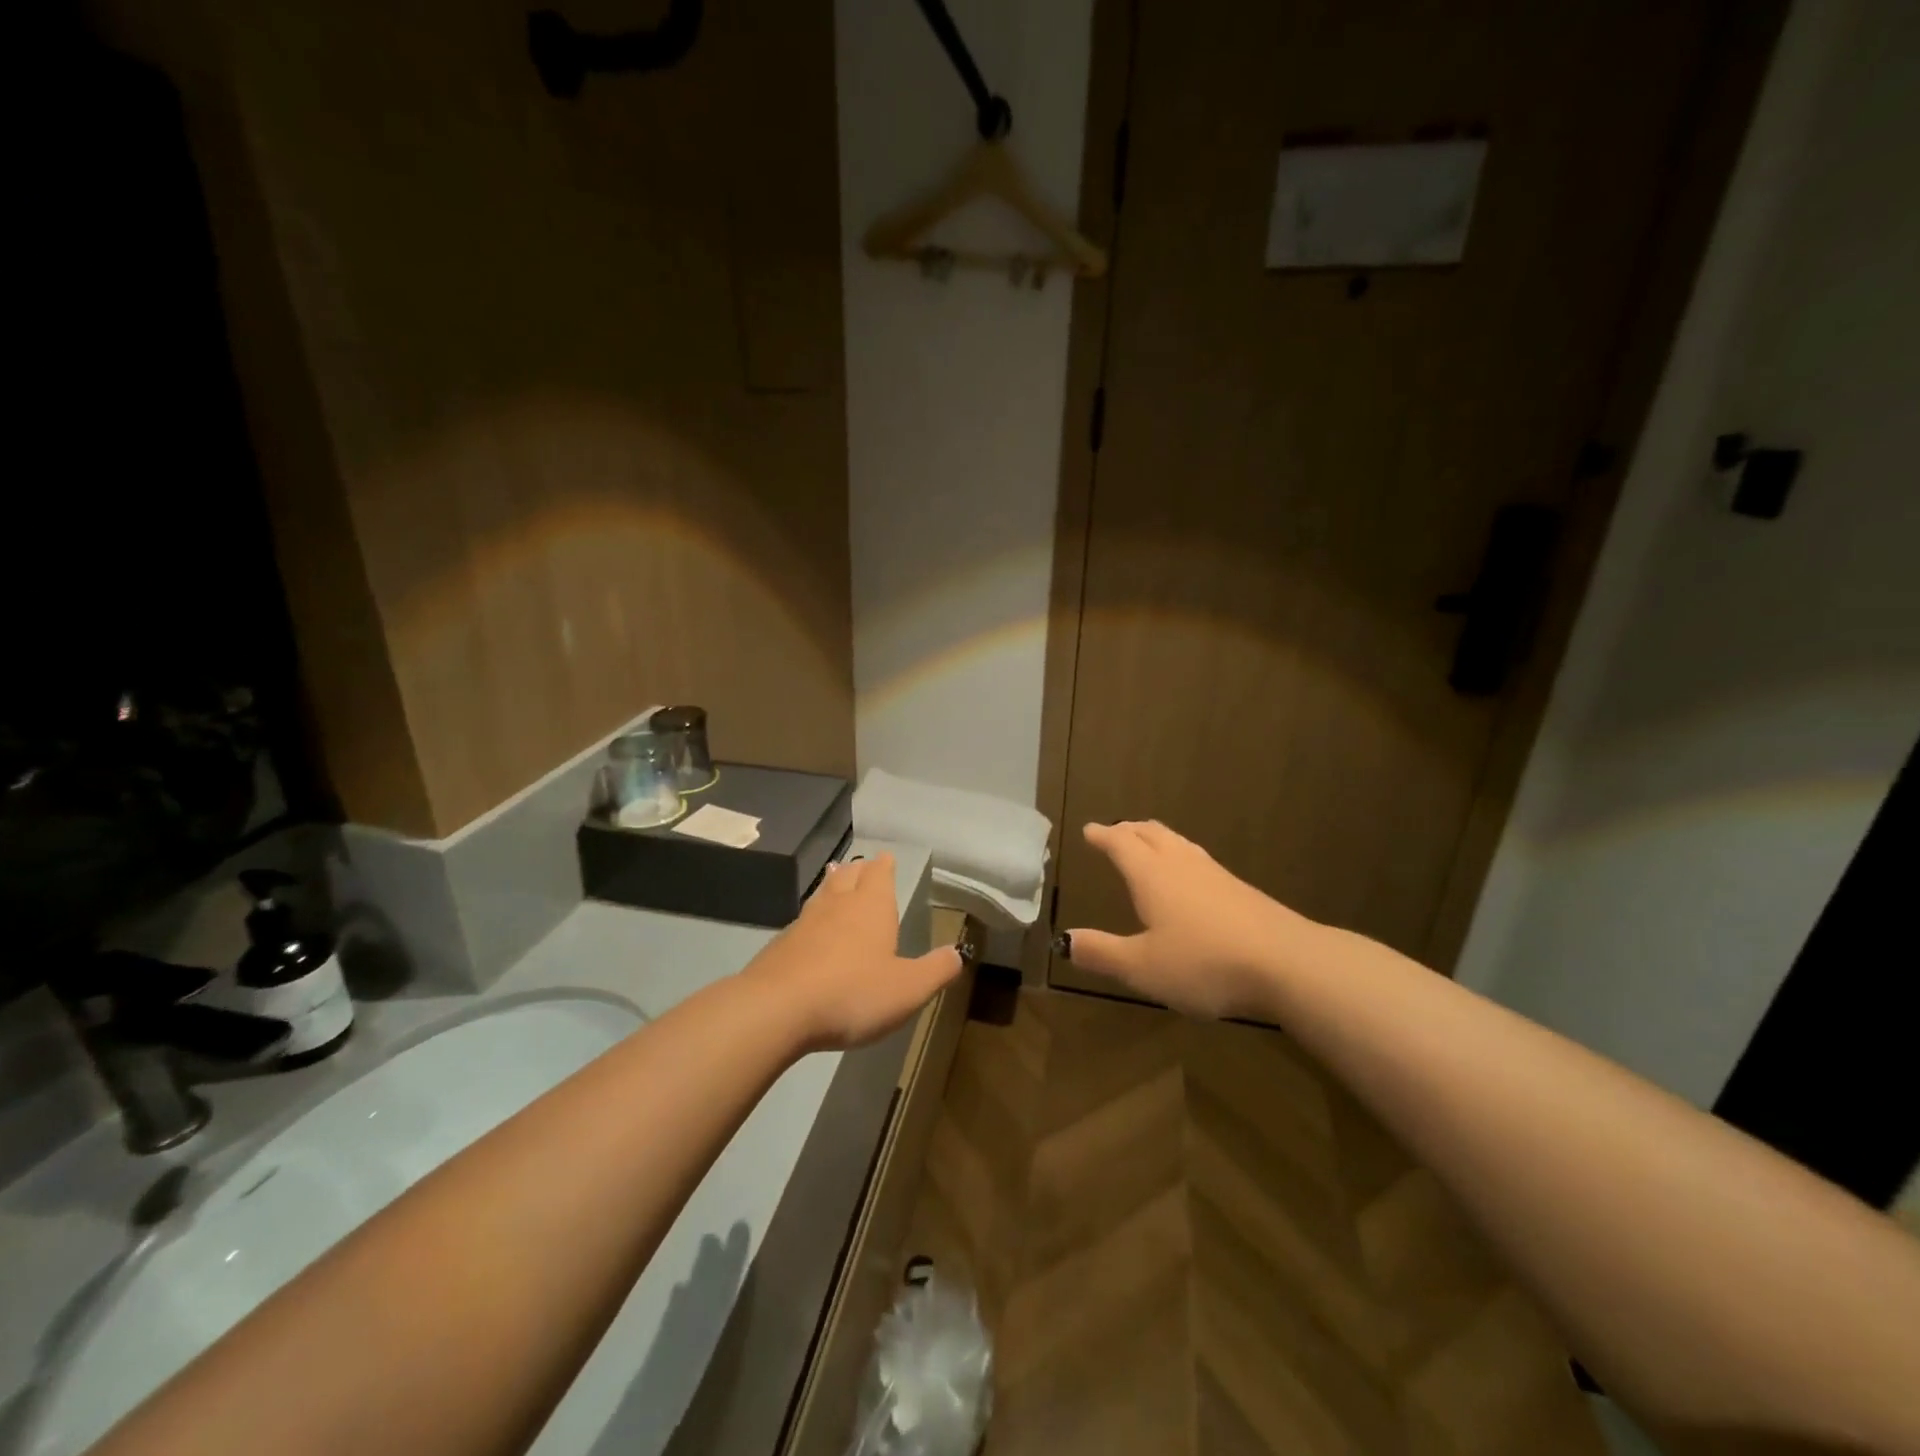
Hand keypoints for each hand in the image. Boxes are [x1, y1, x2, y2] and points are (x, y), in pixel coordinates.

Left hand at [740, 853, 963, 1051]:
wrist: (776, 1009)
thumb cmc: (852, 993)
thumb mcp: (908, 988)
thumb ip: (935, 970)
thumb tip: (957, 954)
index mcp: (871, 907)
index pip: (879, 874)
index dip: (884, 866)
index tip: (885, 856)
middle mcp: (838, 906)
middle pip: (849, 876)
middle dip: (859, 869)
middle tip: (862, 863)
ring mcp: (805, 923)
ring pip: (823, 894)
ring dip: (832, 885)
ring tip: (836, 876)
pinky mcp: (781, 946)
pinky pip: (802, 922)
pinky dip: (812, 918)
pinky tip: (810, 928)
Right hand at [1065, 821, 1316, 1019]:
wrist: (1287, 963)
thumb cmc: (1204, 962)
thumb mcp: (1142, 967)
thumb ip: (1102, 952)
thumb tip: (1064, 939)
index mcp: (1152, 875)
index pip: (1121, 845)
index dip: (1103, 836)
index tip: (1089, 829)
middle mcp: (1181, 865)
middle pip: (1152, 835)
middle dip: (1129, 830)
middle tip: (1116, 829)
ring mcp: (1216, 875)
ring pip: (1179, 844)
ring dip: (1158, 838)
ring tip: (1150, 842)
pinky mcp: (1242, 891)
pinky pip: (1200, 860)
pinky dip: (1182, 856)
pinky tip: (1192, 876)